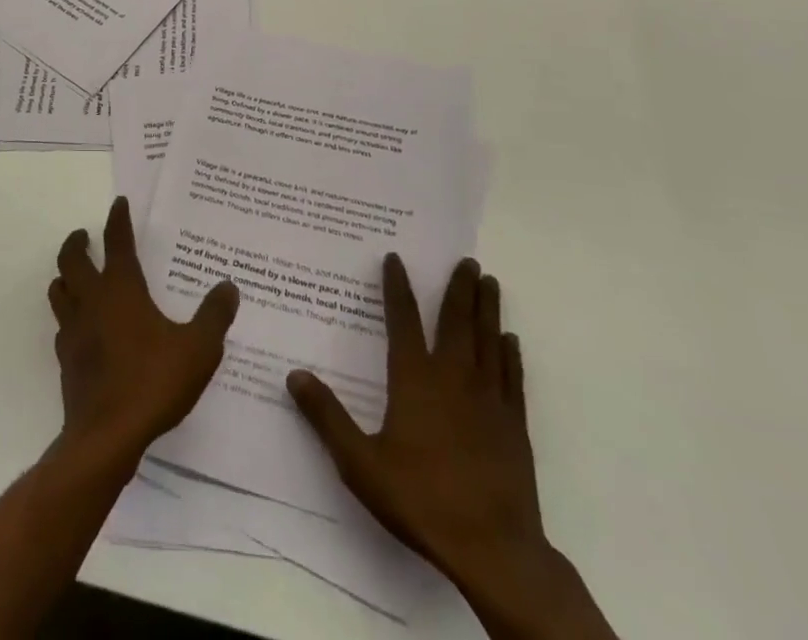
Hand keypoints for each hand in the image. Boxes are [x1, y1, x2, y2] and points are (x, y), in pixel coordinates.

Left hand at [47, 196, 239, 463]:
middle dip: (78, 242)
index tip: (119, 203)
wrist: (106, 436)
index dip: (117, 219)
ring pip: (59, 289)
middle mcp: (92, 300)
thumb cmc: (153, 383)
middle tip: (85, 235)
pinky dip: (68, 315)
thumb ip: (214, 316)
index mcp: (121, 288)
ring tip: (76, 274)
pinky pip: (62, 325)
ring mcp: (73, 330)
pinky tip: (81, 326)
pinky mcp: (66, 359)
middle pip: (72, 259)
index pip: (116, 241)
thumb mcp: (198, 349)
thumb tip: (228, 286)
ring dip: (65, 275)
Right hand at [289, 257, 612, 638]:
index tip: (396, 258)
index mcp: (415, 380)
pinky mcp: (513, 425)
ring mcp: (488, 400)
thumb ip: (327, 417)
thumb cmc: (422, 499)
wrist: (494, 549)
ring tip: (489, 281)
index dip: (398, 287)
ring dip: (487, 309)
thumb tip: (293, 375)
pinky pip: (511, 376)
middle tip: (467, 259)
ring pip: (488, 340)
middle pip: (456, 321)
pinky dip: (510, 353)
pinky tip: (510, 339)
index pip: (403, 321)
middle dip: (459, 288)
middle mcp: (453, 378)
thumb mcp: (360, 463)